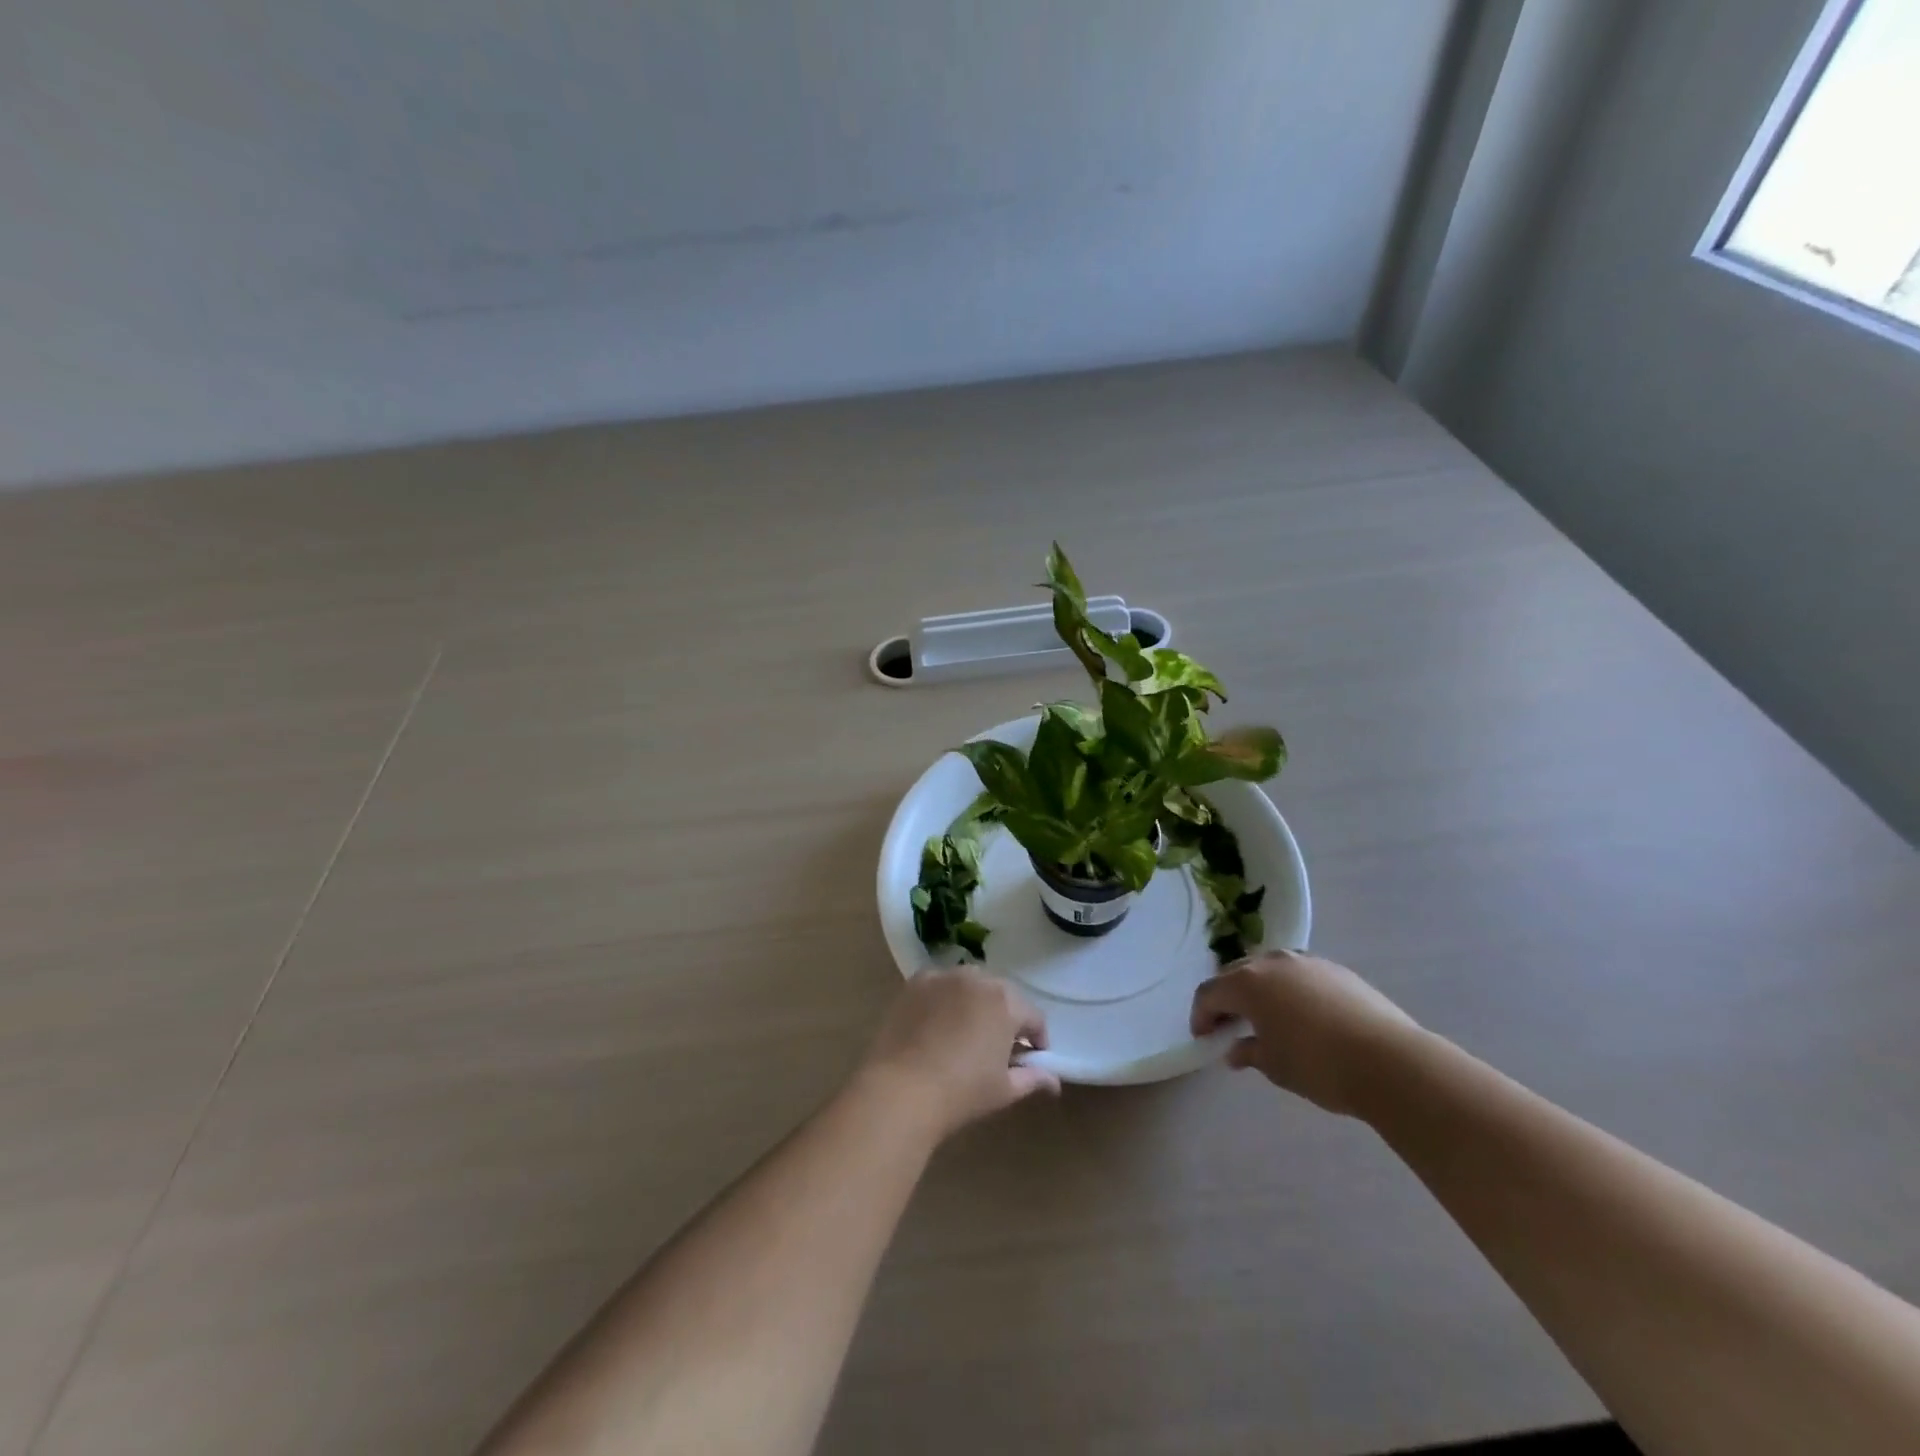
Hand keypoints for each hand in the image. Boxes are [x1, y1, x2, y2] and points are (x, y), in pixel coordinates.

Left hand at [859, 969, 1059, 1139]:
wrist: (902, 1088)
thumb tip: (1054, 1081)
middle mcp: (978, 979)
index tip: (1032, 1058)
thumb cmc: (962, 1092)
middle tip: (999, 1047)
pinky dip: (944, 998)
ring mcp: (944, 977)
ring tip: (967, 1032)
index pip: (1033, 1017)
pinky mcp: (916, 982)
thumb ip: (1033, 1078)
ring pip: (970, 985)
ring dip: (975, 1003)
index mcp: (1006, 1003)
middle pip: (1002, 996)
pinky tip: (937, 1023)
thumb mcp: (1004, 1090)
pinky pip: (940, 985)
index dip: (1037, 1039)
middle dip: (1006, 1017)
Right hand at [1191, 951, 1418, 1115]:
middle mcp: (1272, 962)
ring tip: (1266, 1019)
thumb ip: (1248, 1052)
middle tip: (1229, 1026)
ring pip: (1269, 970)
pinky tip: (1303, 1017)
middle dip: (1227, 998)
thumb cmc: (1318, 1065)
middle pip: (1236, 974)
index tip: (1204, 1038)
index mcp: (1248, 982)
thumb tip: (1235, 1051)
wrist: (1390, 1061)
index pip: (1209, 993)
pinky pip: (1299, 975)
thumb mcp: (1274, 1066)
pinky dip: (1289, 991)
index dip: (1201, 1015)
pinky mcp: (1336, 970)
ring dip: (1259, 990)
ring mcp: (1307, 962)